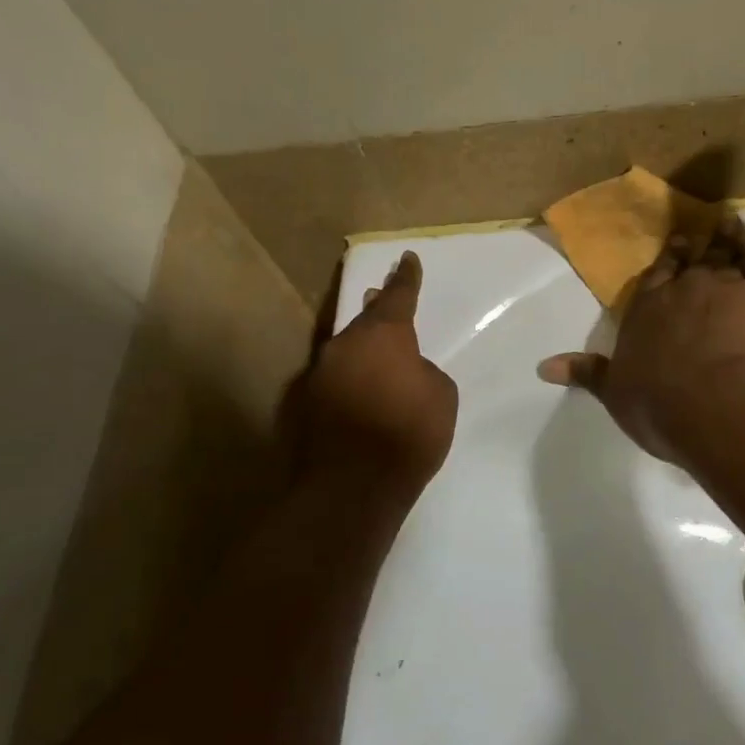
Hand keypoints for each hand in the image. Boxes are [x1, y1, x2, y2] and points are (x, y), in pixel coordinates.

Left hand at [294, 251, 458, 496]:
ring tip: (374, 354)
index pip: (399, 295)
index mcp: (384, 335)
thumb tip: (405, 370)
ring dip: (360, 349)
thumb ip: (423, 371)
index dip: (406, 277)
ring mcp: (320, 372)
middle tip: (382, 299)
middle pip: (364, 319)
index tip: (407, 258)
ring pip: (345, 349)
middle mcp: (346, 344)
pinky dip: (348, 382)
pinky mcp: (304, 403)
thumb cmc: (409, 434)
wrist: (353, 485)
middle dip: (377, 310)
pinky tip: (358, 396)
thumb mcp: (440, 395)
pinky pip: (334, 380)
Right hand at [538, 229, 744, 463]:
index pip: (654, 277)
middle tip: (704, 232)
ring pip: (726, 256)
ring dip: (730, 242)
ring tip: (733, 229)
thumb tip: (542, 367)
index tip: (675, 245)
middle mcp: (680, 290)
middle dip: (696, 248)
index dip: (666, 261)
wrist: (713, 404)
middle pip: (690, 262)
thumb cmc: (657, 404)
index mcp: (644, 310)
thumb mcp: (613, 392)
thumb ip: (585, 373)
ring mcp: (720, 287)